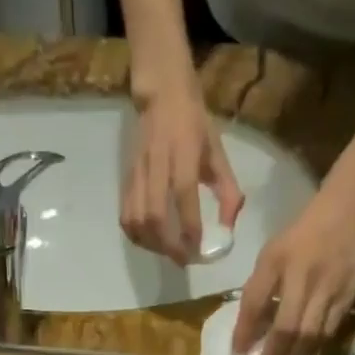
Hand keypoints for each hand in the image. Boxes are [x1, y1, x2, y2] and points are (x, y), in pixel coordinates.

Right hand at [121, 81, 243, 263]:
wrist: (161, 95)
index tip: (199, 248)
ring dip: (152, 244)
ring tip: (168, 252)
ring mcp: (137, 172)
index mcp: (183, 151)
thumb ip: (227, 190)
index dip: (190, 225)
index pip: (183, 193)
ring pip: (136, 219)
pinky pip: (125, 216)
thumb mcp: (218, 152)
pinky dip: (137, 236)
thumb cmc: (195, 124)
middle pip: (154, 215)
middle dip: (169, 244)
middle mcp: (157, 163)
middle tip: (184, 259)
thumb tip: (228, 229)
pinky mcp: (126, 180)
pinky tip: (151, 242)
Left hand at [234, 185, 354, 354]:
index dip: (245, 330)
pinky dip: (316, 348)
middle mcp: (305, 278)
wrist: (350, 209)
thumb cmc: (302, 233)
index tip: (236, 352)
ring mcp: (331, 289)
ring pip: (311, 335)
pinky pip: (330, 330)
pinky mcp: (349, 296)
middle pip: (288, 328)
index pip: (256, 302)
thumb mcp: (272, 253)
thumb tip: (249, 327)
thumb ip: (259, 287)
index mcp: (280, 262)